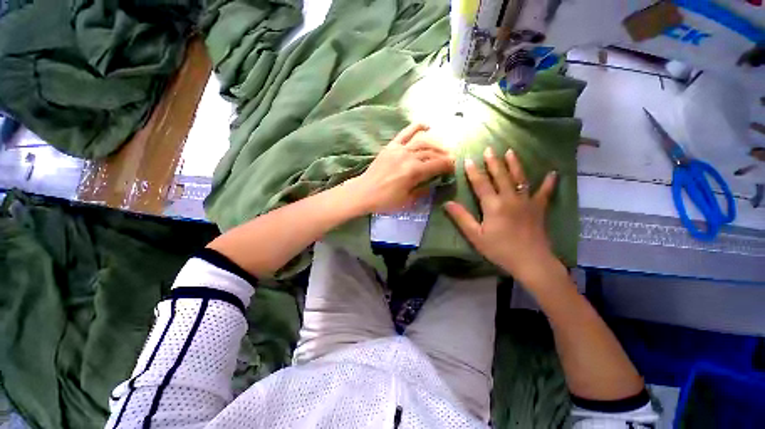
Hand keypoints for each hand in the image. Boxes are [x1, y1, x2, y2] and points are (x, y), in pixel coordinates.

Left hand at [347, 123, 454, 212]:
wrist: (364, 192)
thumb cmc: (385, 200)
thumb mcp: (407, 201)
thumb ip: (423, 190)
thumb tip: (434, 183)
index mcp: (414, 171)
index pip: (438, 165)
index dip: (448, 165)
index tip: (454, 167)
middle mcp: (409, 157)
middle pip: (432, 153)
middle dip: (444, 156)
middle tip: (450, 160)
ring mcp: (399, 149)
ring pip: (422, 142)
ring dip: (435, 145)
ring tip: (442, 149)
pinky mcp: (391, 146)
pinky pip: (405, 133)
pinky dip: (416, 127)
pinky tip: (426, 125)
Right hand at [445, 146, 558, 282]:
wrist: (531, 261)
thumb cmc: (499, 249)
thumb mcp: (475, 236)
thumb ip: (461, 218)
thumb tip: (447, 203)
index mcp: (493, 205)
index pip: (481, 184)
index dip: (473, 171)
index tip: (468, 159)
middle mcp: (510, 198)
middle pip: (500, 176)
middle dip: (493, 162)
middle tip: (489, 149)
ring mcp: (527, 202)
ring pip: (520, 178)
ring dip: (514, 164)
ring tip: (511, 151)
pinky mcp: (539, 208)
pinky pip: (545, 192)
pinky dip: (549, 183)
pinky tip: (553, 173)